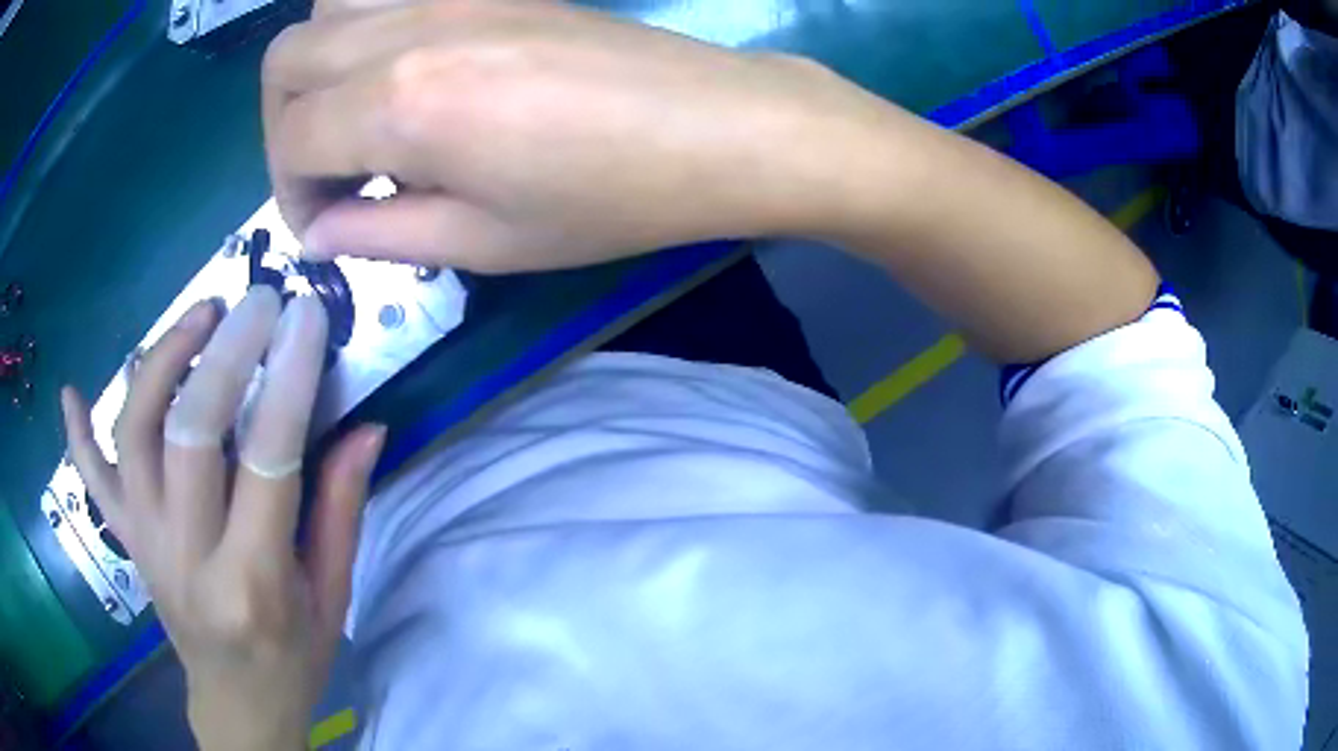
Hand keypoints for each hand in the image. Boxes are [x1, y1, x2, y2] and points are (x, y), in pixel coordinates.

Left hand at [61, 288, 385, 750]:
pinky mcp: (125, 540)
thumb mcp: (332, 598)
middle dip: (224, 353)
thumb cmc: (294, 660)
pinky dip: (78, 435)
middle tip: (255, 302)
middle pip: (188, 433)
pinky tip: (71, 393)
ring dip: (162, 361)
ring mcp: (145, 544)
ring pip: (135, 434)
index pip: (266, 460)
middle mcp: (187, 557)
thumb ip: (341, 510)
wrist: (237, 705)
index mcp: (253, 583)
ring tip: (199, 316)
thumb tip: (366, 428)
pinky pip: (92, 482)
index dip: (288, 379)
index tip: (306, 317)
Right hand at [262, 0, 886, 271]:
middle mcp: (407, 31)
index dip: (289, 193)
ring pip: (327, 11)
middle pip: (286, 60)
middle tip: (326, 172)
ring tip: (355, 118)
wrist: (717, 126)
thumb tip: (321, 231)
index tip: (324, 225)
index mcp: (401, 104)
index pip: (291, 140)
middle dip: (283, 124)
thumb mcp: (486, 242)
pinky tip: (400, 75)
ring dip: (315, 67)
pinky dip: (362, 31)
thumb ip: (383, 233)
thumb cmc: (612, 198)